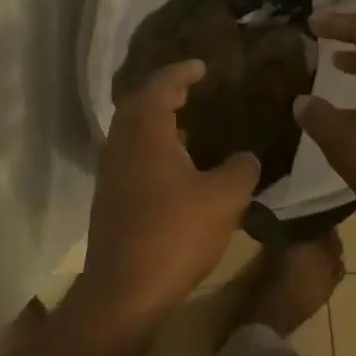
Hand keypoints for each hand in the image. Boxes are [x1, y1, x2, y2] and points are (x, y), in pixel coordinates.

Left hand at [81, 60, 259, 323]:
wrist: (124, 290)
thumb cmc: (175, 233)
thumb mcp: (224, 198)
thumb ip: (241, 169)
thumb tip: (247, 157)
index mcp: (146, 131)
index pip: (160, 85)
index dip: (182, 72)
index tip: (201, 66)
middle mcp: (121, 143)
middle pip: (138, 103)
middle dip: (164, 92)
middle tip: (191, 89)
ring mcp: (110, 171)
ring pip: (131, 131)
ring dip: (156, 121)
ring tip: (188, 124)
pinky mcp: (109, 196)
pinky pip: (130, 154)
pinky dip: (151, 146)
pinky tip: (175, 165)